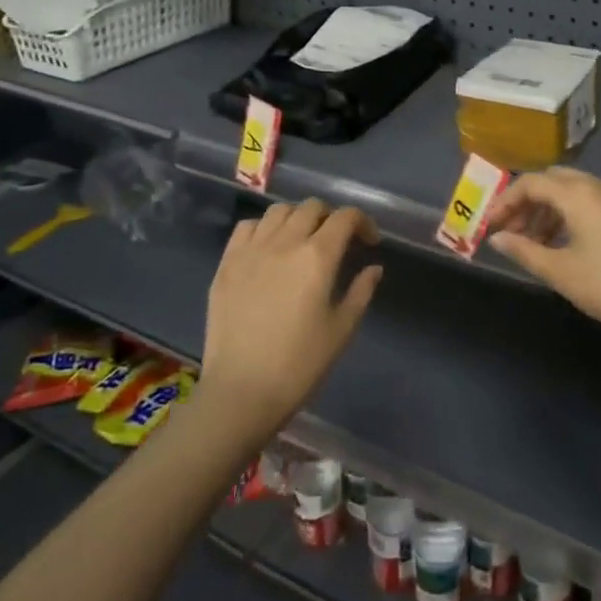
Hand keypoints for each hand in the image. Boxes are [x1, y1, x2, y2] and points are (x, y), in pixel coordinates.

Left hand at [199, 199, 381, 441]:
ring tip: (302, 240)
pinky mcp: (226, 263)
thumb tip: (374, 268)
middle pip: (312, 208)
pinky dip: (264, 228)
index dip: (363, 223)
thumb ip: (361, 292)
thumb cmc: (299, 365)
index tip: (369, 242)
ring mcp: (251, 250)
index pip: (345, 217)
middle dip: (332, 218)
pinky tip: (269, 248)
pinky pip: (246, 227)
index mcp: (318, 257)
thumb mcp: (341, 330)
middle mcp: (284, 242)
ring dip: (298, 218)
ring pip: (279, 211)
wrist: (241, 392)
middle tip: (338, 242)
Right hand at [488, 168, 600, 354]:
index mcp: (580, 194)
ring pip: (584, 192)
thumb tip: (497, 238)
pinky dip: (586, 216)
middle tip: (517, 231)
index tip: (492, 225)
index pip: (532, 183)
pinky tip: (585, 247)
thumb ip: (524, 250)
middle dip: (532, 202)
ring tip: (545, 243)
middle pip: (558, 180)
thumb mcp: (561, 272)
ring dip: (558, 210)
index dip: (506, 201)